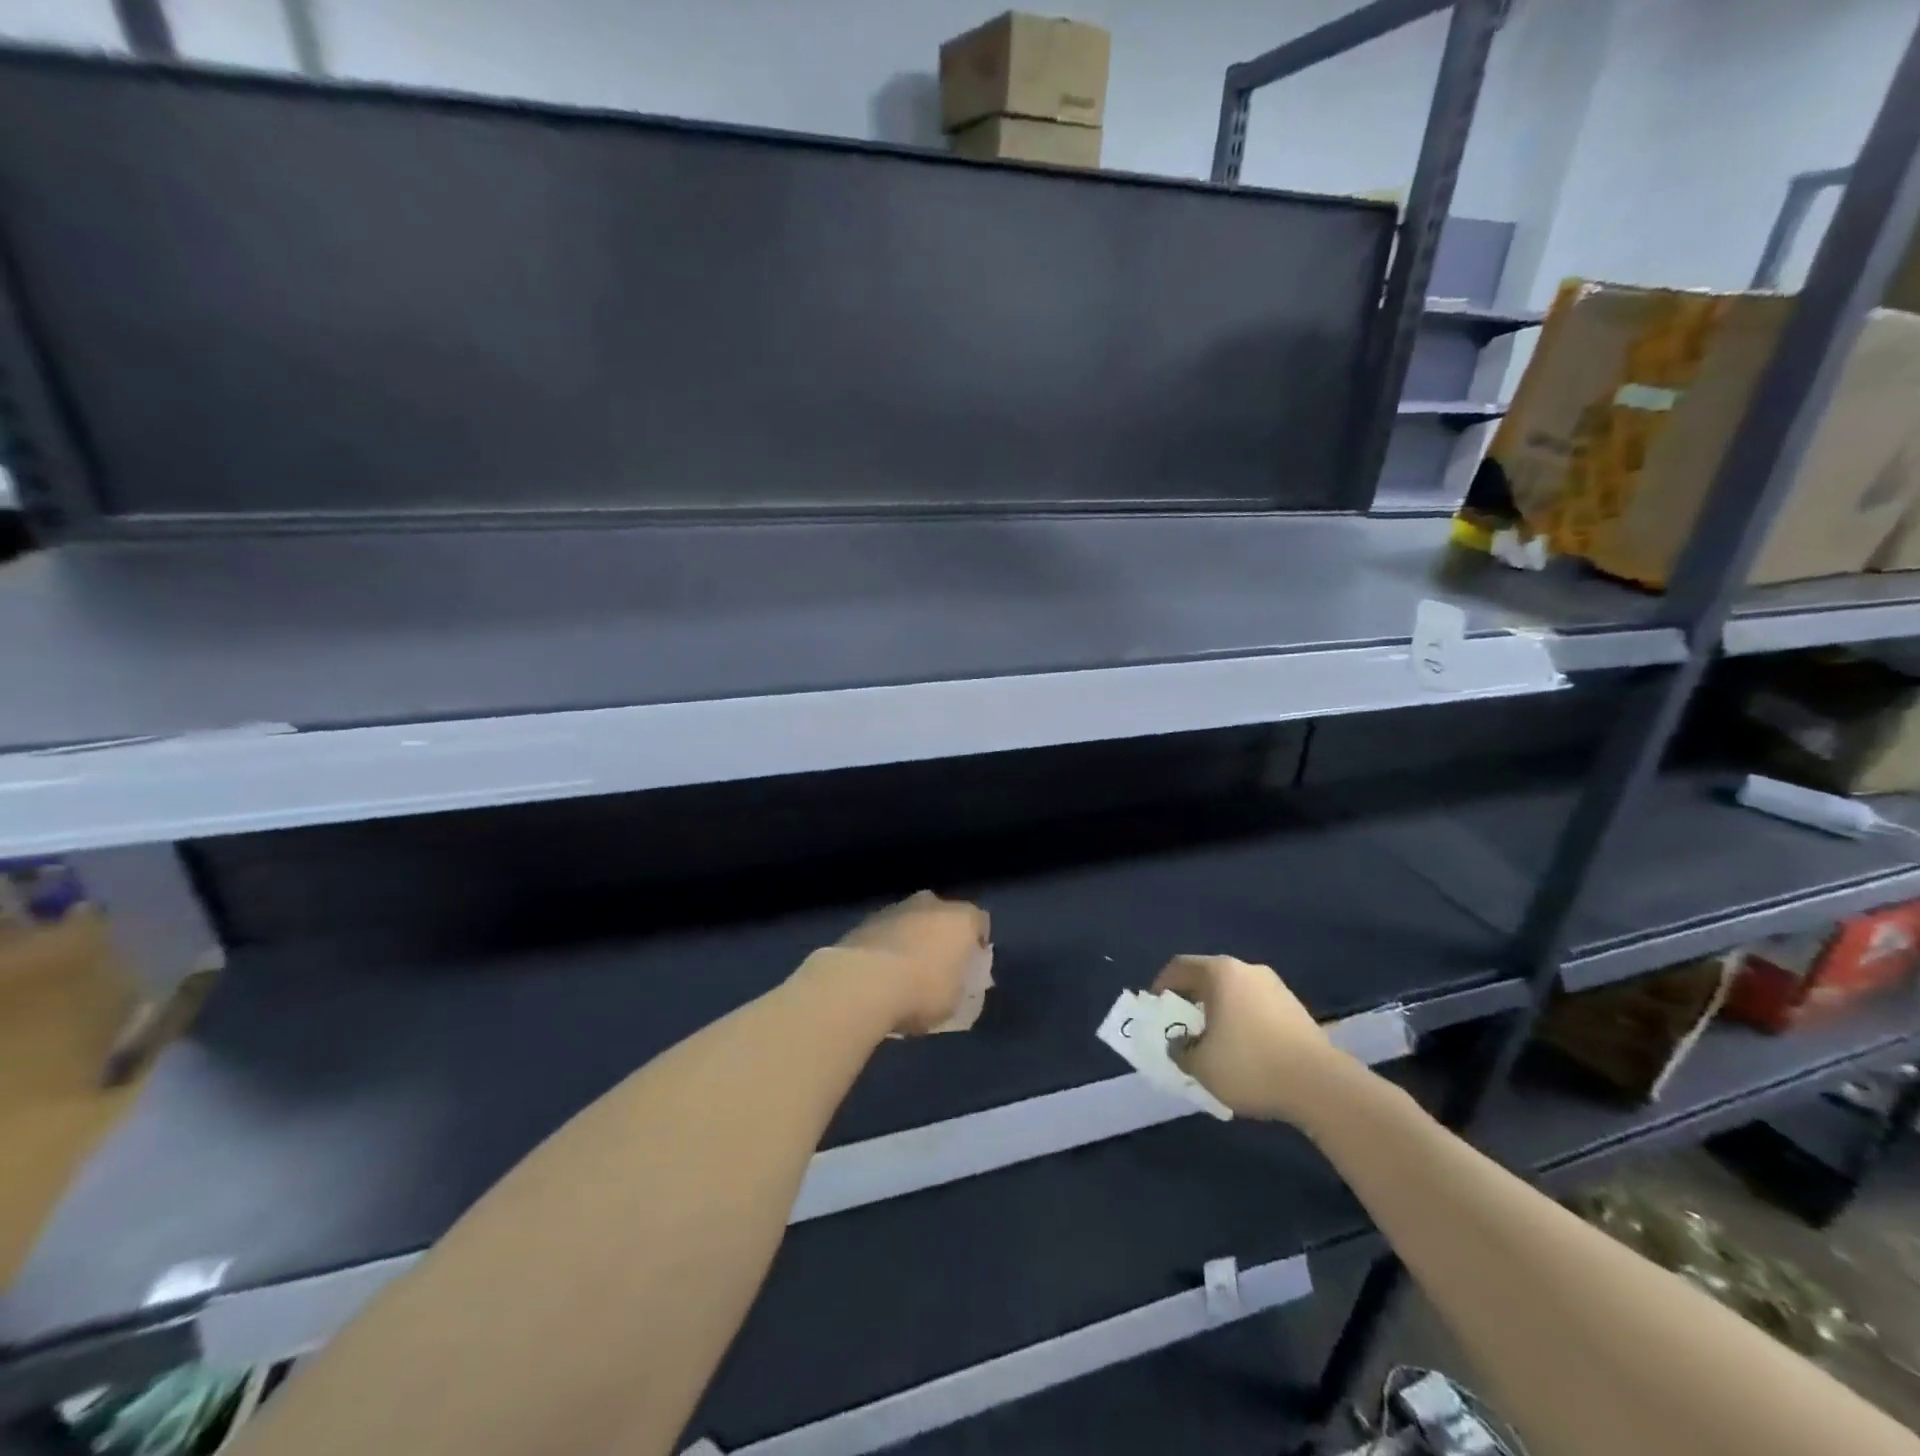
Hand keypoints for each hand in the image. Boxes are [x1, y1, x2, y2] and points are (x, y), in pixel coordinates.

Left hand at [833, 891, 991, 1035]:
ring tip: (905, 970)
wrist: (864, 982)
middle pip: (943, 915)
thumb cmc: (922, 991)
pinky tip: (881, 971)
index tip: (972, 965)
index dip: (977, 943)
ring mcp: (896, 908)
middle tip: (938, 964)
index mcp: (961, 919)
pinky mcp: (866, 920)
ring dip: (912, 938)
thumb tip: (953, 979)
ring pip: (911, 920)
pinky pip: (886, 931)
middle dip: (942, 935)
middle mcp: (931, 904)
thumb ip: (959, 983)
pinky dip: (887, 945)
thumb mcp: (955, 1000)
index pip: (979, 922)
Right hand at [1151, 955, 1342, 1123]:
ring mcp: (1276, 987)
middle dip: (1192, 1001)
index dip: (1162, 986)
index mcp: (1220, 973)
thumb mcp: (1200, 1065)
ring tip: (1214, 1043)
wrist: (1321, 1086)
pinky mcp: (1296, 1008)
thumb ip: (1179, 1050)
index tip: (1157, 1010)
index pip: (1179, 967)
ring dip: (1219, 1012)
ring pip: (1235, 993)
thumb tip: (1179, 1043)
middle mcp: (1248, 970)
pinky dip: (1243, 1022)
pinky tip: (1245, 1052)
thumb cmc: (1250, 1065)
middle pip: (1208, 978)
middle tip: (1183, 1028)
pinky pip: (1257, 1008)